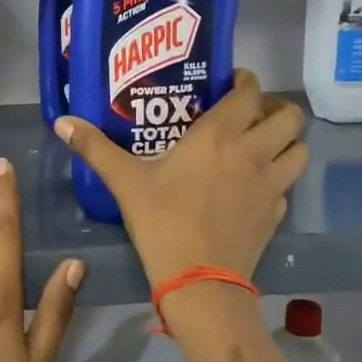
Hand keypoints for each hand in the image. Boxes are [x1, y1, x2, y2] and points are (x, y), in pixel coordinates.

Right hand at [54, 69, 307, 285]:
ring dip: (285, 142)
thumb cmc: (161, 221)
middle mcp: (253, 152)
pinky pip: (287, 185)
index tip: (232, 83)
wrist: (199, 280)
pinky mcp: (276, 213)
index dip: (246, 81)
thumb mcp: (125, 182)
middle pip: (289, 116)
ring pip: (299, 149)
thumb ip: (95, 148)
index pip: (250, 92)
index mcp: (219, 135)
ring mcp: (271, 184)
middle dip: (274, 109)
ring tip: (262, 146)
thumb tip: (61, 122)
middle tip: (250, 115)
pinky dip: (277, 178)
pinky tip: (254, 187)